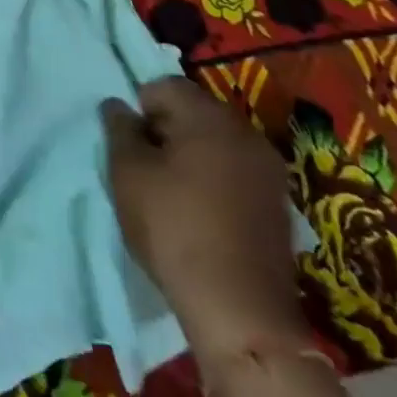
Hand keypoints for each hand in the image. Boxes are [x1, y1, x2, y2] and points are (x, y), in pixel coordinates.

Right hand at [104, 80, 355, 396]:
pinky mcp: (278, 204)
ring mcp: (269, 170)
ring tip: (171, 191)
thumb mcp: (128, 173)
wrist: (240, 310)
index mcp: (208, 116)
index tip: (130, 144)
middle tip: (145, 166)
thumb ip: (119, 129)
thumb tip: (118, 106)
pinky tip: (201, 212)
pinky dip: (215, 179)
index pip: (164, 86)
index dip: (139, 108)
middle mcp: (245, 132)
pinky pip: (236, 171)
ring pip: (216, 143)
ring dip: (192, 155)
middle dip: (166, 129)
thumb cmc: (174, 228)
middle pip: (194, 111)